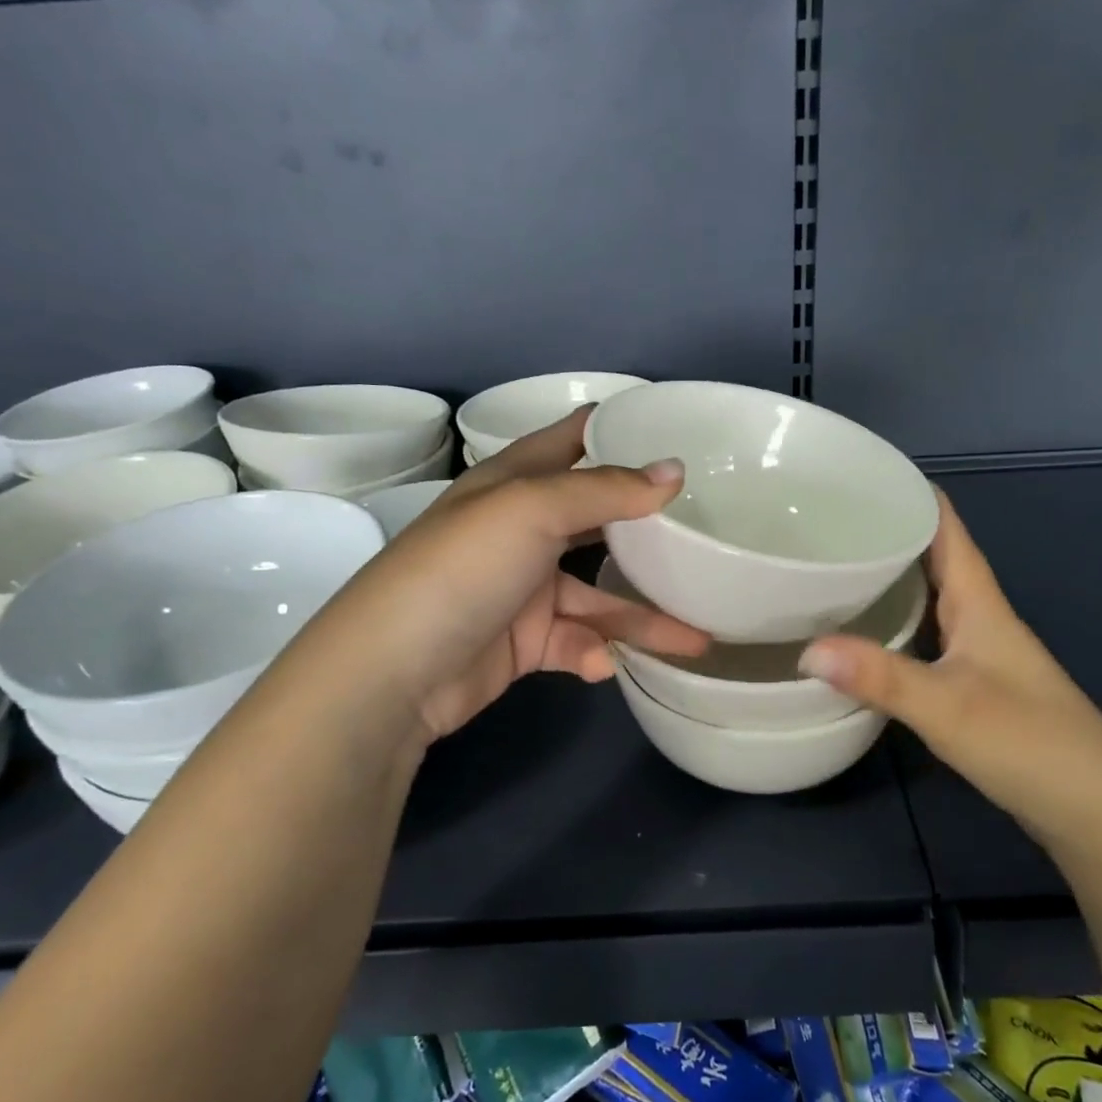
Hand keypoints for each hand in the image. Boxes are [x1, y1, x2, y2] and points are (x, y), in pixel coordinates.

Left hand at [326, 408, 708, 741]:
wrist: (395, 673)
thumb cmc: (464, 567)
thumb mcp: (534, 510)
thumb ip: (607, 491)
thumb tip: (676, 471)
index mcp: (516, 482)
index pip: (574, 440)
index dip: (619, 429)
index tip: (675, 428)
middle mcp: (522, 529)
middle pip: (597, 520)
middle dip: (649, 530)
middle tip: (707, 531)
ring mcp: (523, 588)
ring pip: (598, 595)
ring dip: (641, 617)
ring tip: (697, 637)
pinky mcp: (524, 641)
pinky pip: (574, 641)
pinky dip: (592, 653)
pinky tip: (601, 664)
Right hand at [797, 490, 1101, 843]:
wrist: (1099, 812)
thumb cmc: (1031, 743)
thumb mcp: (949, 706)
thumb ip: (879, 677)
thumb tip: (805, 649)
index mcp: (980, 602)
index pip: (945, 527)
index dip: (910, 492)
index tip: (858, 474)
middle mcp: (980, 616)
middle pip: (932, 557)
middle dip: (886, 532)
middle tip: (824, 521)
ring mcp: (978, 652)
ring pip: (928, 597)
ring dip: (889, 578)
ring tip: (832, 567)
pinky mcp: (973, 685)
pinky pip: (925, 634)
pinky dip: (893, 623)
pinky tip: (863, 635)